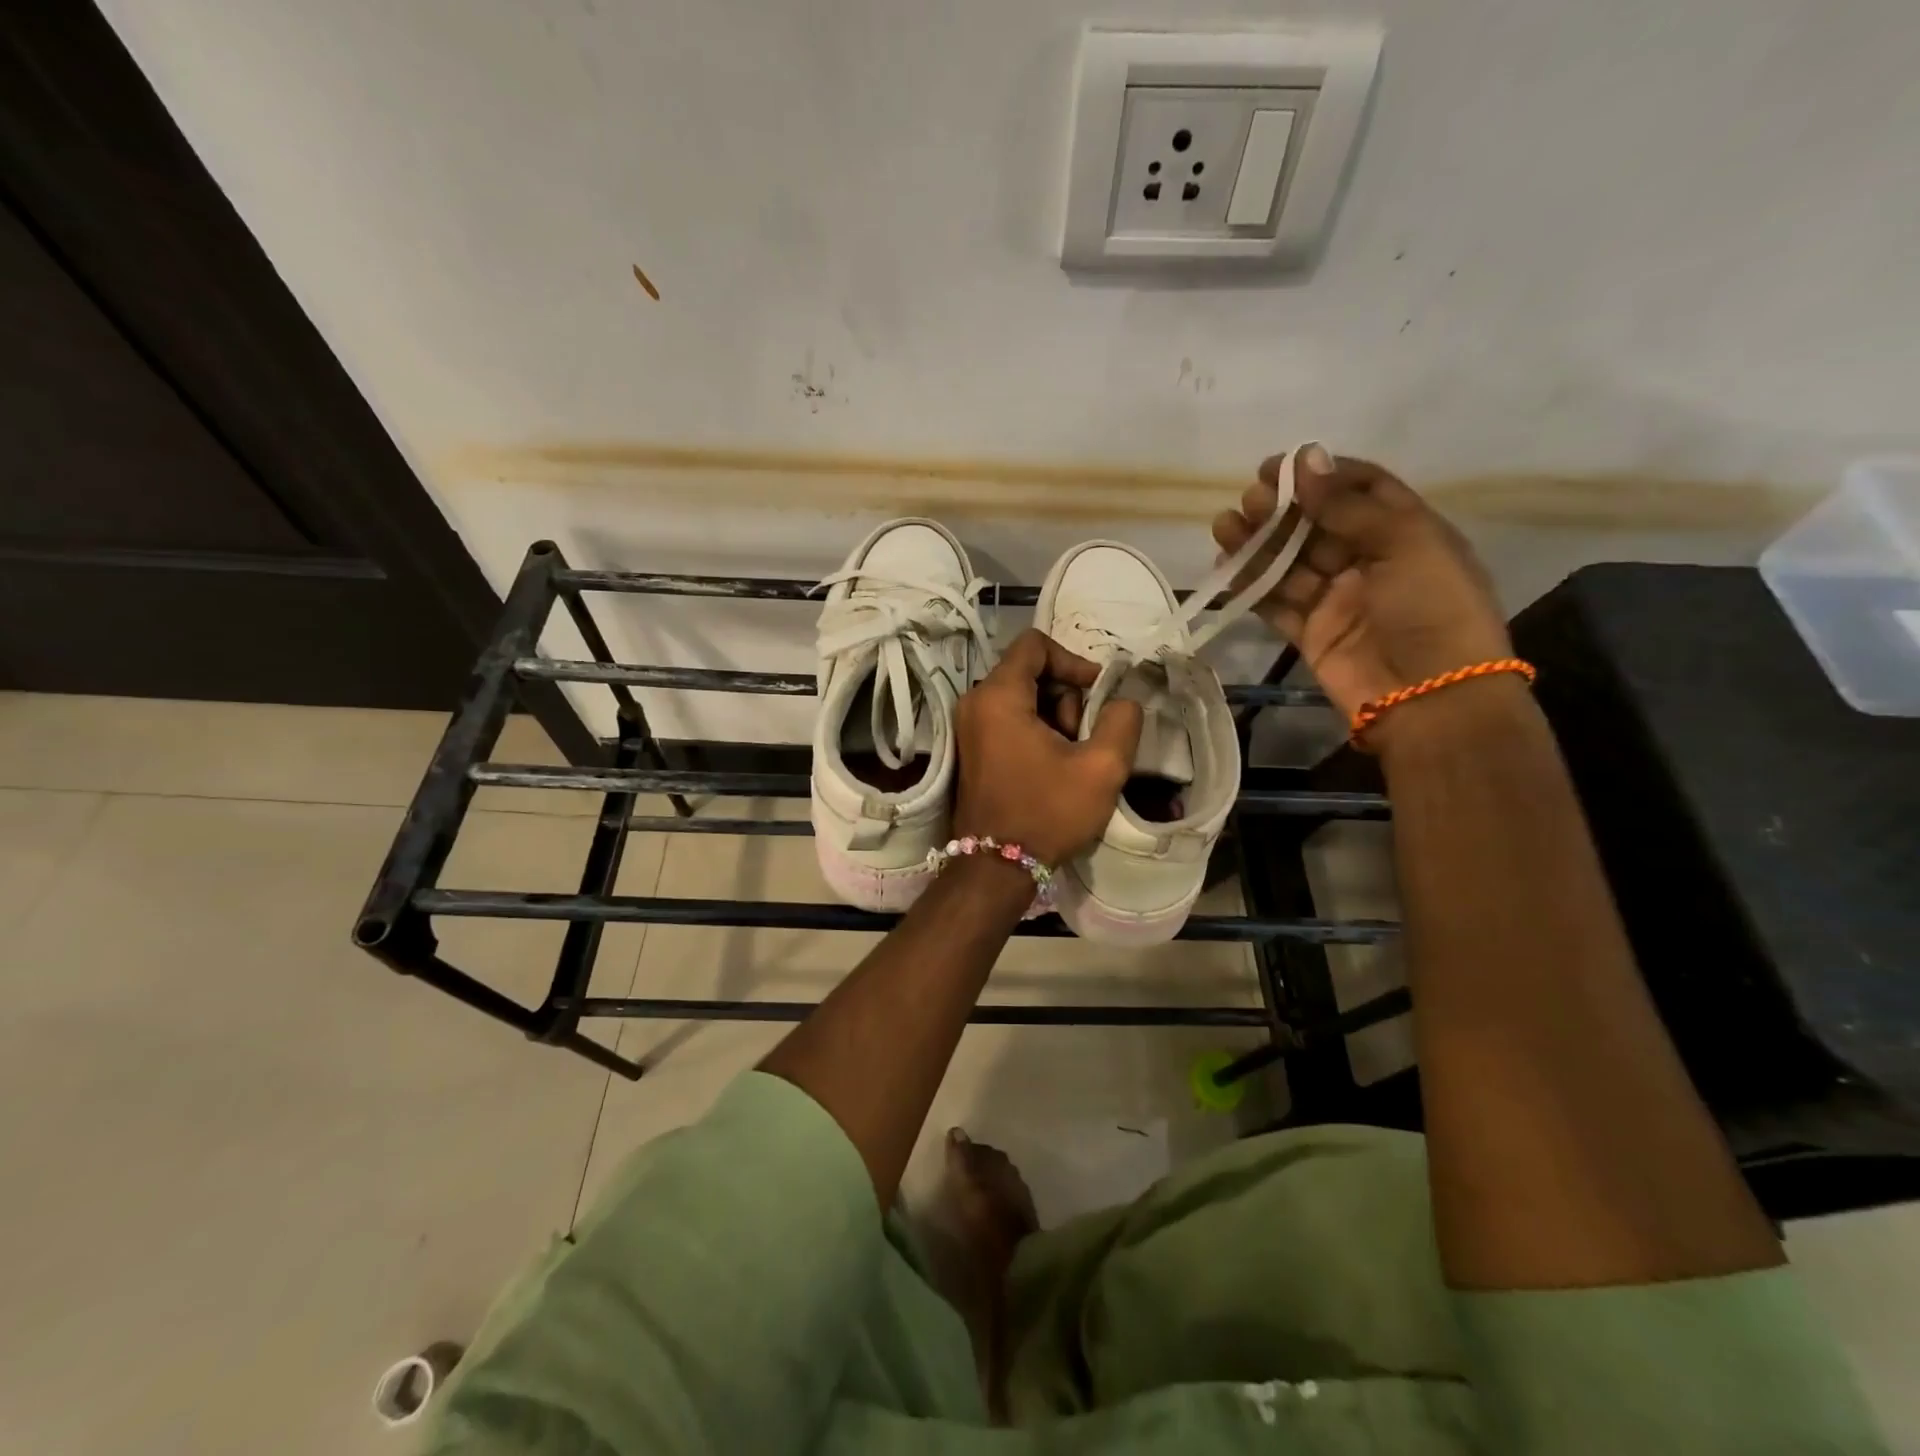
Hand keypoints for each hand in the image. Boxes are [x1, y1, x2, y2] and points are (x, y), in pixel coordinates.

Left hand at [952, 629, 1142, 866]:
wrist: (996, 866)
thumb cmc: (1046, 812)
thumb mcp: (1101, 767)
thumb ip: (1121, 720)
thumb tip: (1121, 700)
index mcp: (998, 696)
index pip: (1035, 644)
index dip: (1073, 661)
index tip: (1096, 693)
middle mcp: (975, 702)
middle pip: (1029, 672)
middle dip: (1065, 697)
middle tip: (1082, 737)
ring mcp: (969, 727)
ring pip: (1022, 698)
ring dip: (1053, 718)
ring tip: (1070, 758)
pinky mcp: (972, 748)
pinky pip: (1009, 720)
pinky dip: (1035, 731)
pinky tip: (1052, 766)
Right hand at [1212, 444, 1513, 725]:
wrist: (1430, 698)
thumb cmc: (1431, 609)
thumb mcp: (1405, 543)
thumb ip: (1349, 505)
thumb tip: (1306, 457)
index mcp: (1405, 532)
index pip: (1361, 490)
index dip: (1321, 475)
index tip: (1280, 466)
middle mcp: (1369, 562)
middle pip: (1316, 526)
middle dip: (1281, 510)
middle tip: (1248, 500)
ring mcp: (1337, 599)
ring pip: (1289, 563)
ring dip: (1257, 544)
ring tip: (1225, 526)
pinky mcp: (1311, 633)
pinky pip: (1275, 603)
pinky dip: (1251, 586)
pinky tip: (1227, 566)